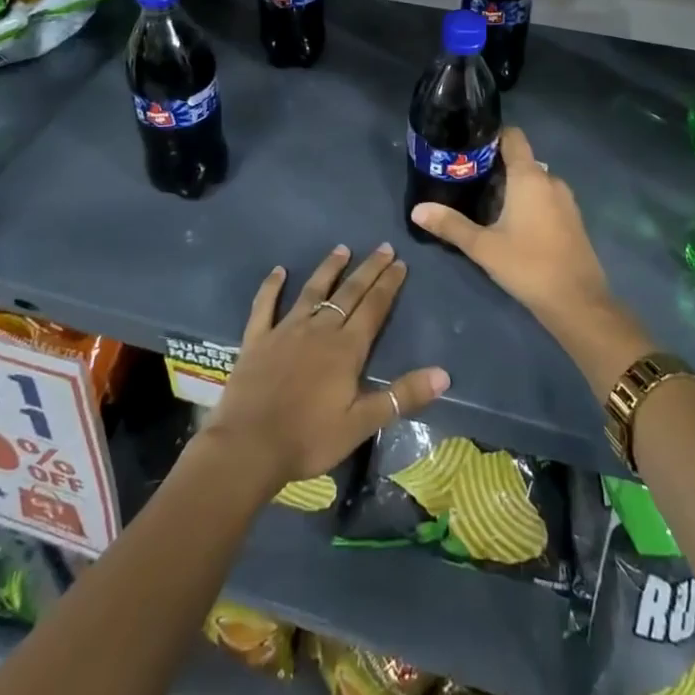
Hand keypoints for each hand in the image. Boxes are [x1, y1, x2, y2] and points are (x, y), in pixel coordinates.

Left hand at [199, 244, 450, 494]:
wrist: (249, 446)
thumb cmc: (309, 438)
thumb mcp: (362, 423)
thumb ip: (402, 396)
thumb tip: (444, 374)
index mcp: (346, 349)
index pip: (374, 308)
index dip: (388, 284)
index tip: (400, 262)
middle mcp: (319, 330)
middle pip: (348, 293)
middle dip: (368, 269)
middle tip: (382, 247)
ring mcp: (285, 330)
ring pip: (312, 292)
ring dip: (328, 269)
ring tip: (342, 249)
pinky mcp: (257, 338)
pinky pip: (265, 305)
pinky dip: (271, 286)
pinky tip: (278, 271)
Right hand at [408, 126, 609, 320]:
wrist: (578, 302)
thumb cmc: (528, 265)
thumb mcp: (483, 247)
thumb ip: (450, 225)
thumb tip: (418, 210)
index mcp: (530, 177)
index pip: (513, 137)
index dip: (491, 136)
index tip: (467, 147)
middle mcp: (551, 180)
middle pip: (520, 160)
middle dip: (493, 168)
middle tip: (464, 181)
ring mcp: (565, 200)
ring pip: (532, 182)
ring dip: (509, 187)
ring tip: (481, 203)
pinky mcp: (571, 220)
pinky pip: (544, 198)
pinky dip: (526, 202)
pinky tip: (508, 224)